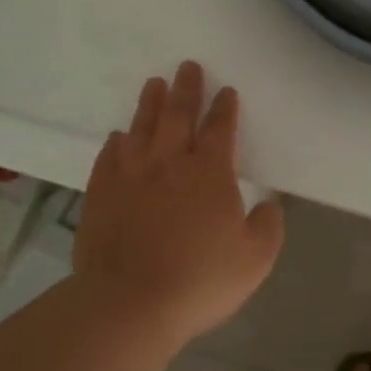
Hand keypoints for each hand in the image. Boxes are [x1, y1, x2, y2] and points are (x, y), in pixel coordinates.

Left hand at [74, 62, 285, 343]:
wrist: (128, 304)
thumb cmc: (199, 281)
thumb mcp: (254, 260)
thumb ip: (268, 227)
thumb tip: (268, 205)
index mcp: (210, 173)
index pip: (220, 128)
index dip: (225, 108)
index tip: (227, 91)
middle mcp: (170, 163)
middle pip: (179, 115)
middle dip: (186, 89)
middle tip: (187, 66)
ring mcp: (131, 175)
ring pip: (142, 128)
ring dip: (150, 104)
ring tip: (154, 84)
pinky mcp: (101, 194)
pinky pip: (109, 157)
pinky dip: (115, 143)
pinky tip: (117, 137)